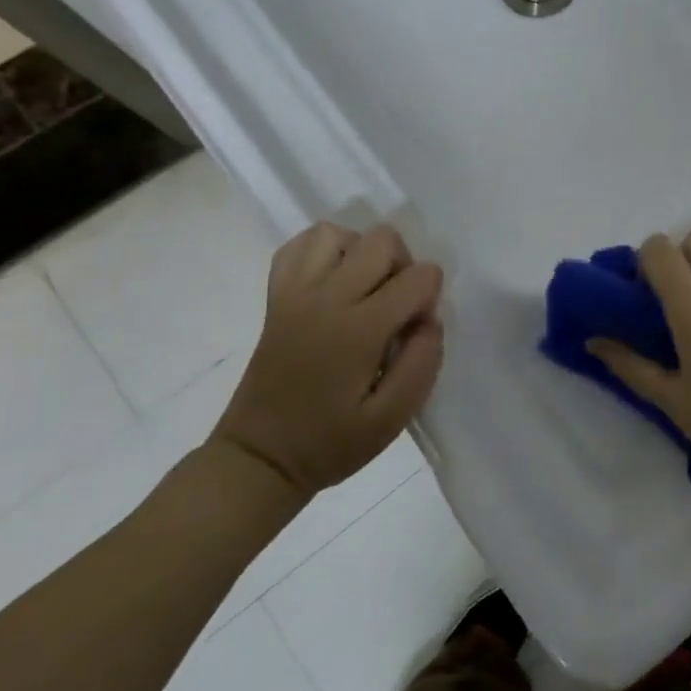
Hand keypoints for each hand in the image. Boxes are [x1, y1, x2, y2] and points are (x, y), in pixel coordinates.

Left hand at [213, 223, 443, 497]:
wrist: (260, 457)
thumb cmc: (330, 442)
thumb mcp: (392, 419)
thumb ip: (422, 364)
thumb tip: (430, 321)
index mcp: (358, 329)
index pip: (418, 277)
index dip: (430, 299)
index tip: (415, 332)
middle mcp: (326, 298)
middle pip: (382, 240)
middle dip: (404, 267)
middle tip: (396, 310)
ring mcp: (294, 293)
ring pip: (338, 233)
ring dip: (362, 253)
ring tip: (366, 291)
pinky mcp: (276, 296)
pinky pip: (299, 246)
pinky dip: (324, 251)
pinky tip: (334, 281)